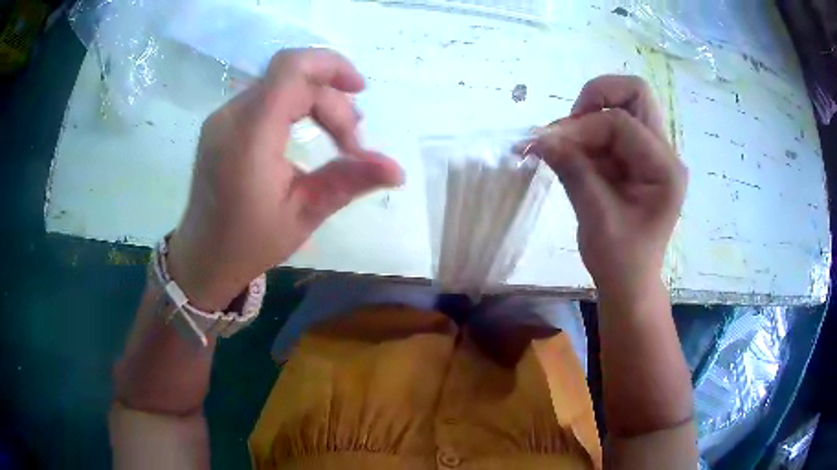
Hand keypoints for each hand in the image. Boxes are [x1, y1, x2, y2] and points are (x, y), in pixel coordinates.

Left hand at [167, 49, 403, 309]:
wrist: (204, 256)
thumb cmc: (250, 242)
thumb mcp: (304, 214)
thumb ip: (349, 181)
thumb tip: (398, 170)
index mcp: (249, 136)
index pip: (291, 69)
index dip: (331, 66)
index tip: (360, 90)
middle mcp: (231, 116)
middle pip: (293, 79)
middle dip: (332, 104)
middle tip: (353, 148)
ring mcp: (223, 117)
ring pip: (281, 85)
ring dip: (316, 103)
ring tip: (339, 140)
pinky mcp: (223, 124)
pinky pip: (266, 98)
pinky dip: (296, 107)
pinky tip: (309, 131)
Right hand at [531, 75, 686, 299]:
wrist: (629, 282)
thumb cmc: (620, 260)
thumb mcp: (595, 217)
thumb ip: (572, 170)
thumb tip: (537, 137)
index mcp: (664, 169)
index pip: (621, 123)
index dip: (581, 127)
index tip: (547, 144)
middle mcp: (664, 152)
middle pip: (636, 92)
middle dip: (597, 97)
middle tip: (571, 124)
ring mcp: (653, 153)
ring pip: (624, 104)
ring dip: (591, 115)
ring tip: (566, 143)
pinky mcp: (638, 157)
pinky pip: (613, 125)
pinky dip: (589, 132)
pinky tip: (573, 153)